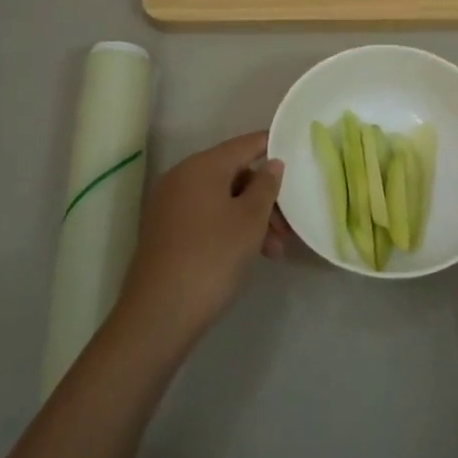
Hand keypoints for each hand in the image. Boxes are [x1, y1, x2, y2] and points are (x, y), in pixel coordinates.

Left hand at [117, 131, 284, 349]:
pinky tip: (248, 253)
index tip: (297, 157)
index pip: (244, 144)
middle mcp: (181, 177)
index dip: (271, 147)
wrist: (160, 312)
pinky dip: (228, 227)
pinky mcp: (164, 230)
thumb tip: (271, 163)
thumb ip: (266, 186)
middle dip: (264, 197)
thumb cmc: (213, 257)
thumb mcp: (250, 220)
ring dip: (250, 218)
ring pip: (220, 198)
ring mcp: (169, 204)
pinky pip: (204, 215)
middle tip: (287, 228)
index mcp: (202, 166)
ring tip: (273, 251)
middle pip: (233, 174)